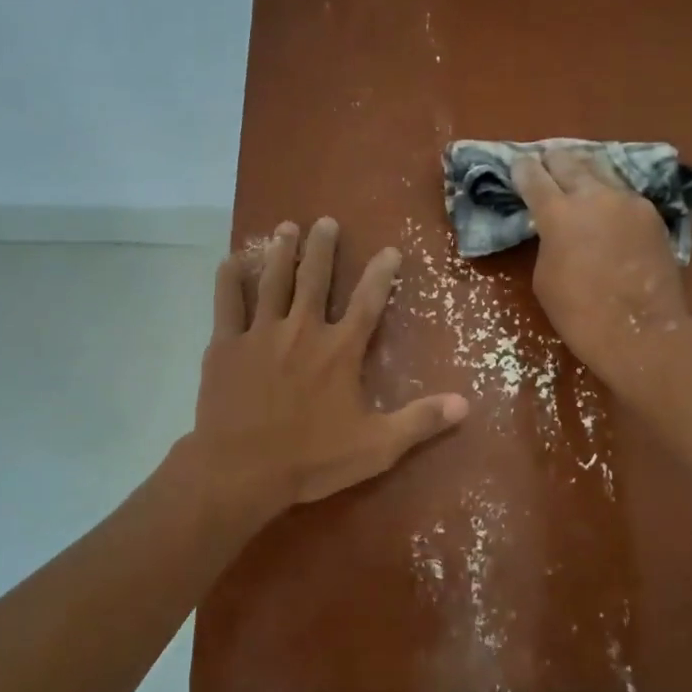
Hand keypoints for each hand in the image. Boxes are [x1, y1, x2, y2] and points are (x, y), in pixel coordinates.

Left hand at [190, 218, 468, 516]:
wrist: (241, 470)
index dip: (381, 274)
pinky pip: (227, 302)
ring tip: (287, 226)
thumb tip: (465, 403)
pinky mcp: (226, 345)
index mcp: (340, 349)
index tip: (390, 249)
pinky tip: (231, 259)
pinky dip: (229, 279)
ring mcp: (260, 333)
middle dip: (322, 247)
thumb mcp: (377, 446)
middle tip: (325, 221)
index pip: (368, 301)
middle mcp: (302, 329)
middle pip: (315, 278)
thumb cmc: (311, 459)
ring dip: (282, 252)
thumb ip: (420, 421)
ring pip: (273, 281)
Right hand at [511, 148, 691, 395]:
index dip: (522, 169)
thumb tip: (557, 228)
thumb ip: (548, 240)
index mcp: (558, 213)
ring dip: (583, 172)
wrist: (641, 332)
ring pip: (600, 171)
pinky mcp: (651, 214)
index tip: (517, 166)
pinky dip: (608, 195)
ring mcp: (628, 201)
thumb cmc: (580, 314)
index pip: (533, 176)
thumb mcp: (545, 277)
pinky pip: (623, 194)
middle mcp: (594, 195)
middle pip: (568, 161)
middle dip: (552, 161)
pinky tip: (604, 205)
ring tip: (575, 174)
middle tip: (545, 162)